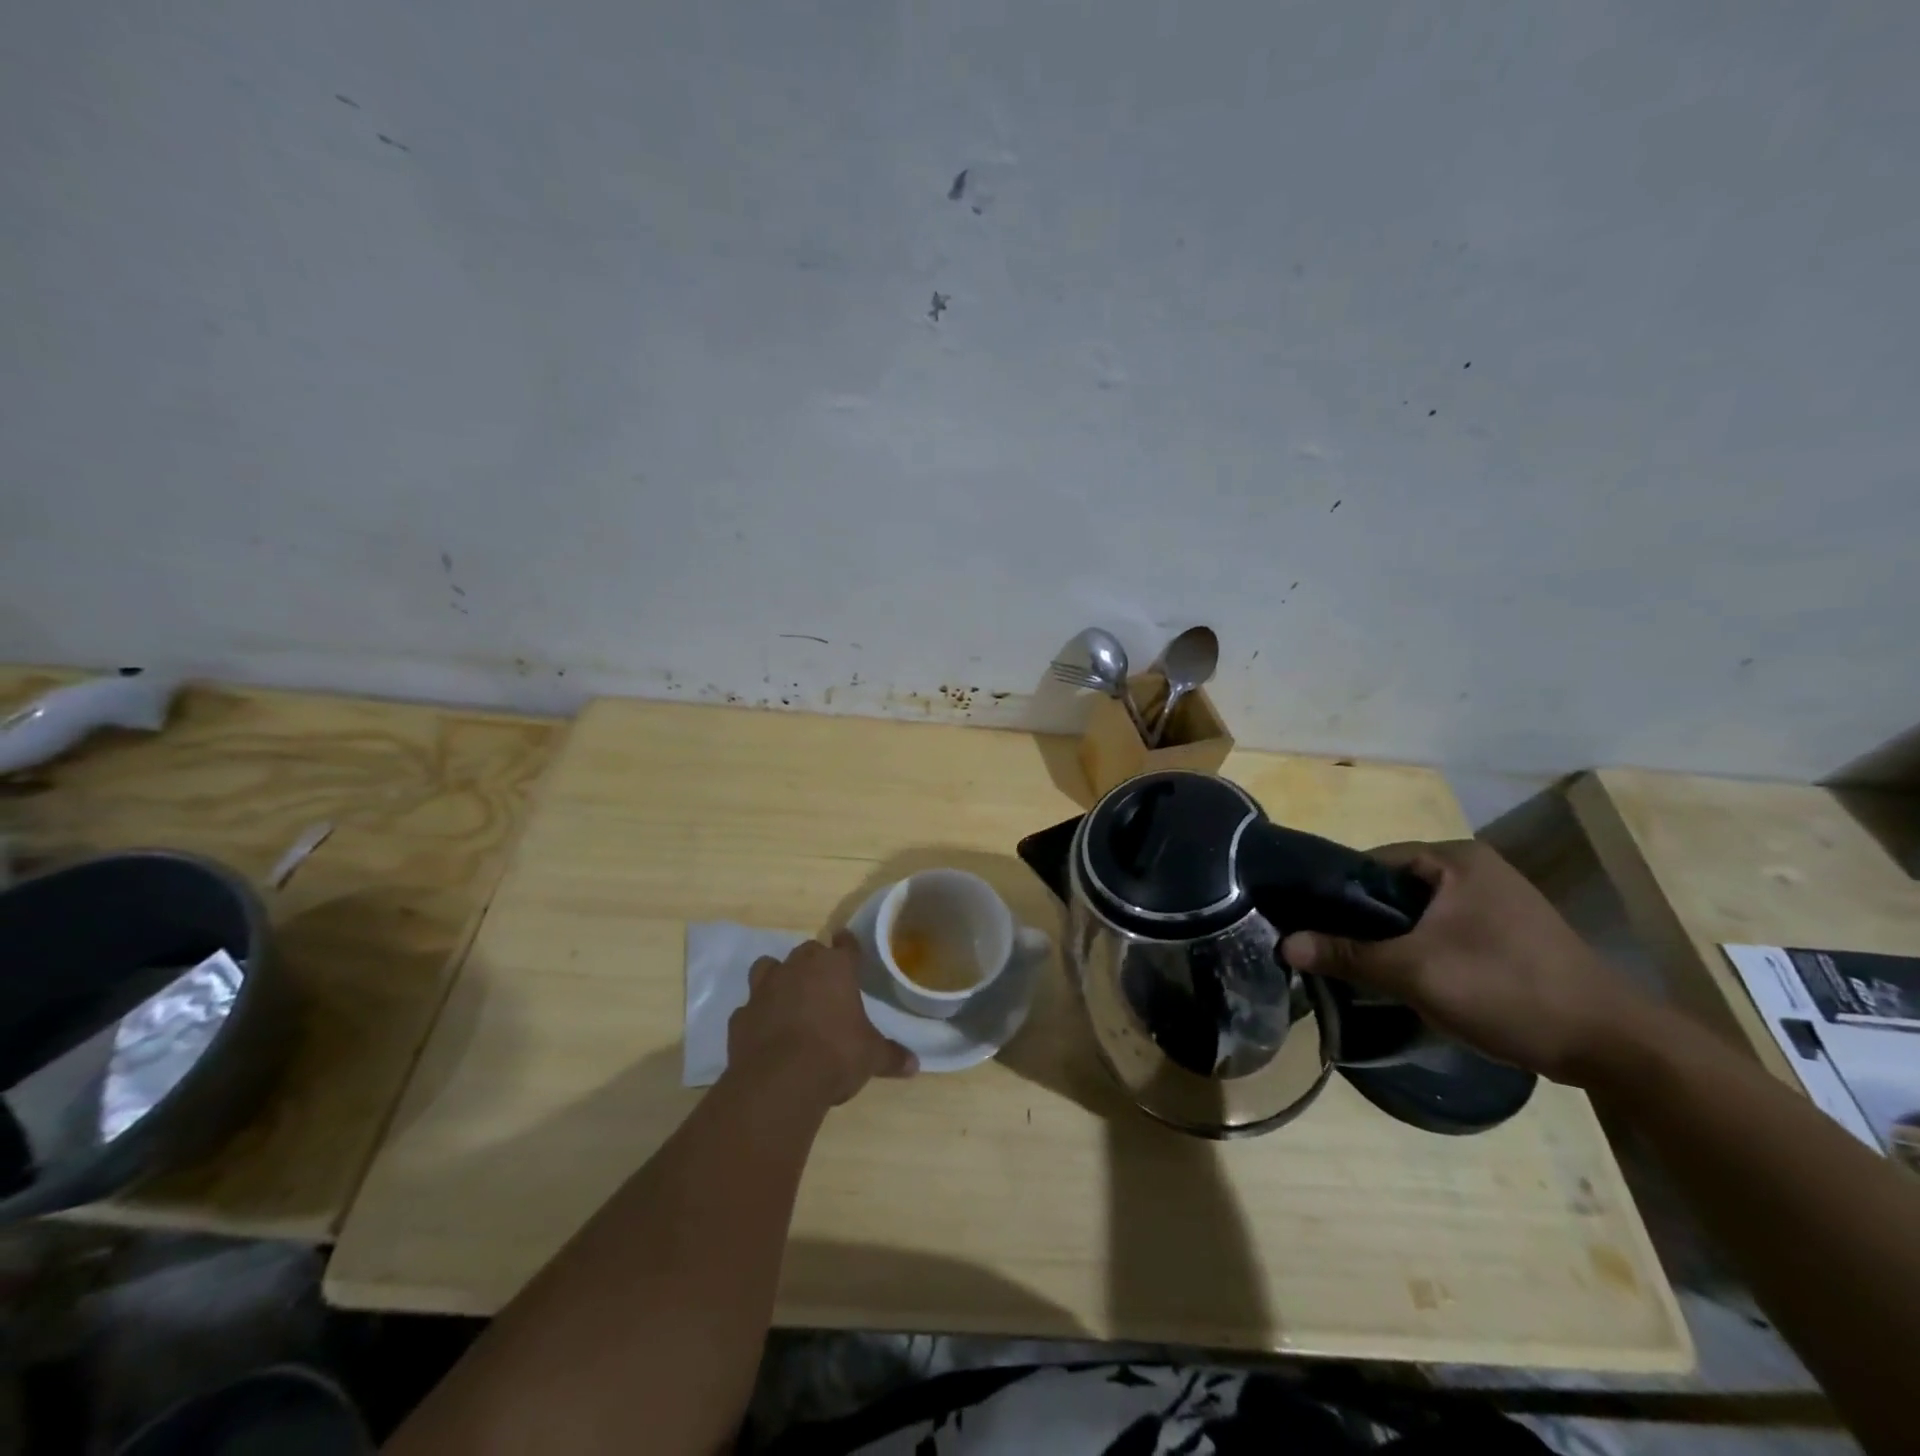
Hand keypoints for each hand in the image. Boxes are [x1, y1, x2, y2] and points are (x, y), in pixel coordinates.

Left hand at [727, 932, 916, 1105]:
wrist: (779, 1081)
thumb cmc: (835, 1056)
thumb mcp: (871, 1057)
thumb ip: (891, 1056)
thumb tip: (915, 1064)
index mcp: (836, 969)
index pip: (846, 945)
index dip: (849, 945)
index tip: (849, 945)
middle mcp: (798, 968)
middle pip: (807, 951)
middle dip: (815, 962)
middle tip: (824, 981)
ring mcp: (764, 990)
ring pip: (768, 967)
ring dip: (778, 976)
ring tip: (787, 996)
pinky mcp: (740, 1016)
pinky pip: (749, 1007)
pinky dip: (757, 1014)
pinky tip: (764, 1030)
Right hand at [1281, 840, 1656, 1085]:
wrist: (1614, 1046)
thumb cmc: (1508, 989)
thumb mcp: (1415, 972)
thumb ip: (1347, 954)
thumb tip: (1283, 943)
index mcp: (1455, 859)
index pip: (1372, 863)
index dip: (1336, 892)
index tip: (1308, 923)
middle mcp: (1475, 869)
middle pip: (1394, 889)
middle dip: (1362, 920)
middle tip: (1331, 951)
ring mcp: (1497, 901)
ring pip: (1418, 914)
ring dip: (1391, 939)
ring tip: (1361, 967)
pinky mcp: (1509, 933)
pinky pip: (1444, 930)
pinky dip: (1422, 949)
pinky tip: (1408, 978)